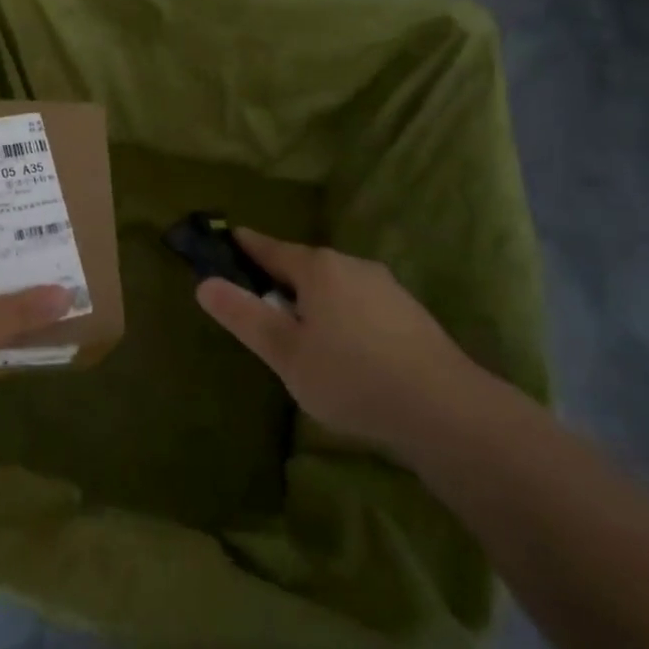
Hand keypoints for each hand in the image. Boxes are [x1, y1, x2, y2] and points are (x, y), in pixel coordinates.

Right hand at [195, 230, 476, 455]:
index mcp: (319, 268)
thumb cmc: (351, 376)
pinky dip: (342, 316)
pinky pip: (360, 304)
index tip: (229, 239)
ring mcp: (386, 287)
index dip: (246, 246)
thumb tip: (204, 283)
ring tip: (302, 335)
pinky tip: (346, 350)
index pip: (271, 248)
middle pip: (305, 266)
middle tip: (260, 306)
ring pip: (336, 286)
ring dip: (314, 301)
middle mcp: (353, 265)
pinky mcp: (409, 313)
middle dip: (281, 280)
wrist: (444, 409)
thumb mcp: (285, 353)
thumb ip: (244, 316)